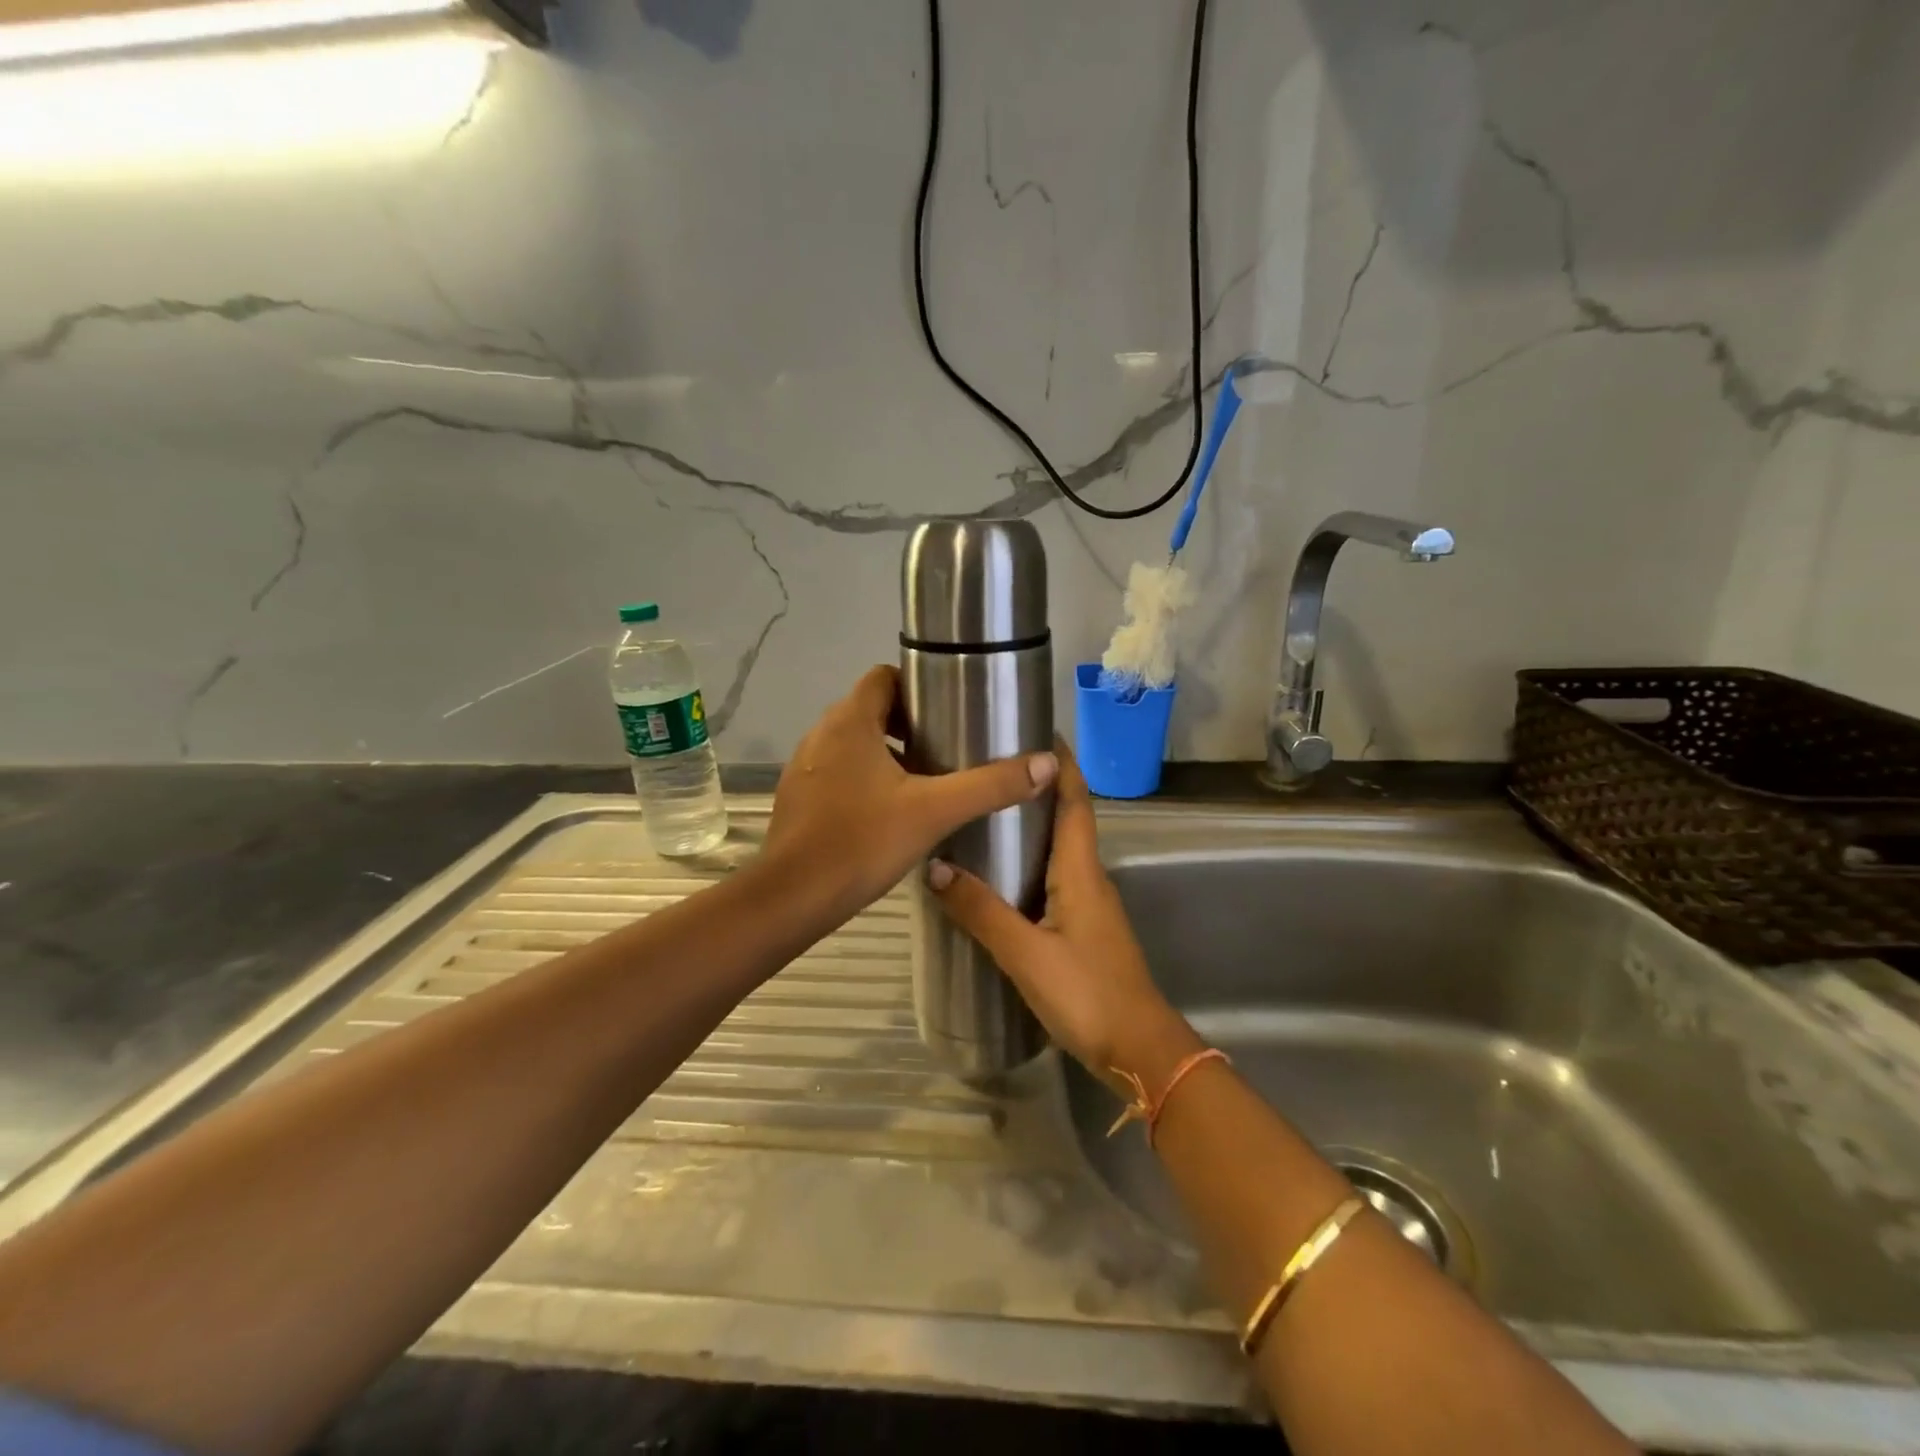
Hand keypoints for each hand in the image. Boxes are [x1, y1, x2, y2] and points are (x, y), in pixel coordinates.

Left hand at [763, 665, 1057, 924]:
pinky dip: (864, 778)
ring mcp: (804, 767)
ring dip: (887, 752)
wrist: (794, 898)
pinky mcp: (798, 797)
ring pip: (854, 744)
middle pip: (871, 710)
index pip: (884, 677)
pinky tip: (889, 811)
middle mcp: (821, 734)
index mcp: (850, 722)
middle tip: (947, 747)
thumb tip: (1046, 763)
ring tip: (926, 779)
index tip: (949, 709)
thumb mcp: (935, 811)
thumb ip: (990, 786)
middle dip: (909, 723)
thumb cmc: (862, 842)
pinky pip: (838, 772)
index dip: (918, 686)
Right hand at [926, 744, 1199, 1094]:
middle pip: (1065, 817)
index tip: (1035, 728)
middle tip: (988, 766)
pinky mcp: (1081, 929)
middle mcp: (1088, 877)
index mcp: (1081, 870)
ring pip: (1058, 849)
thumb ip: (981, 911)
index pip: (1075, 800)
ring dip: (1030, 824)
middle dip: (1035, 786)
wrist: (1139, 1051)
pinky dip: (1027, 862)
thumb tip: (936, 866)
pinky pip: (1052, 879)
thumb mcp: (1026, 953)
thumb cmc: (1088, 994)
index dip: (1060, 762)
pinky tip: (994, 874)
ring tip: (983, 810)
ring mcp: (1087, 904)